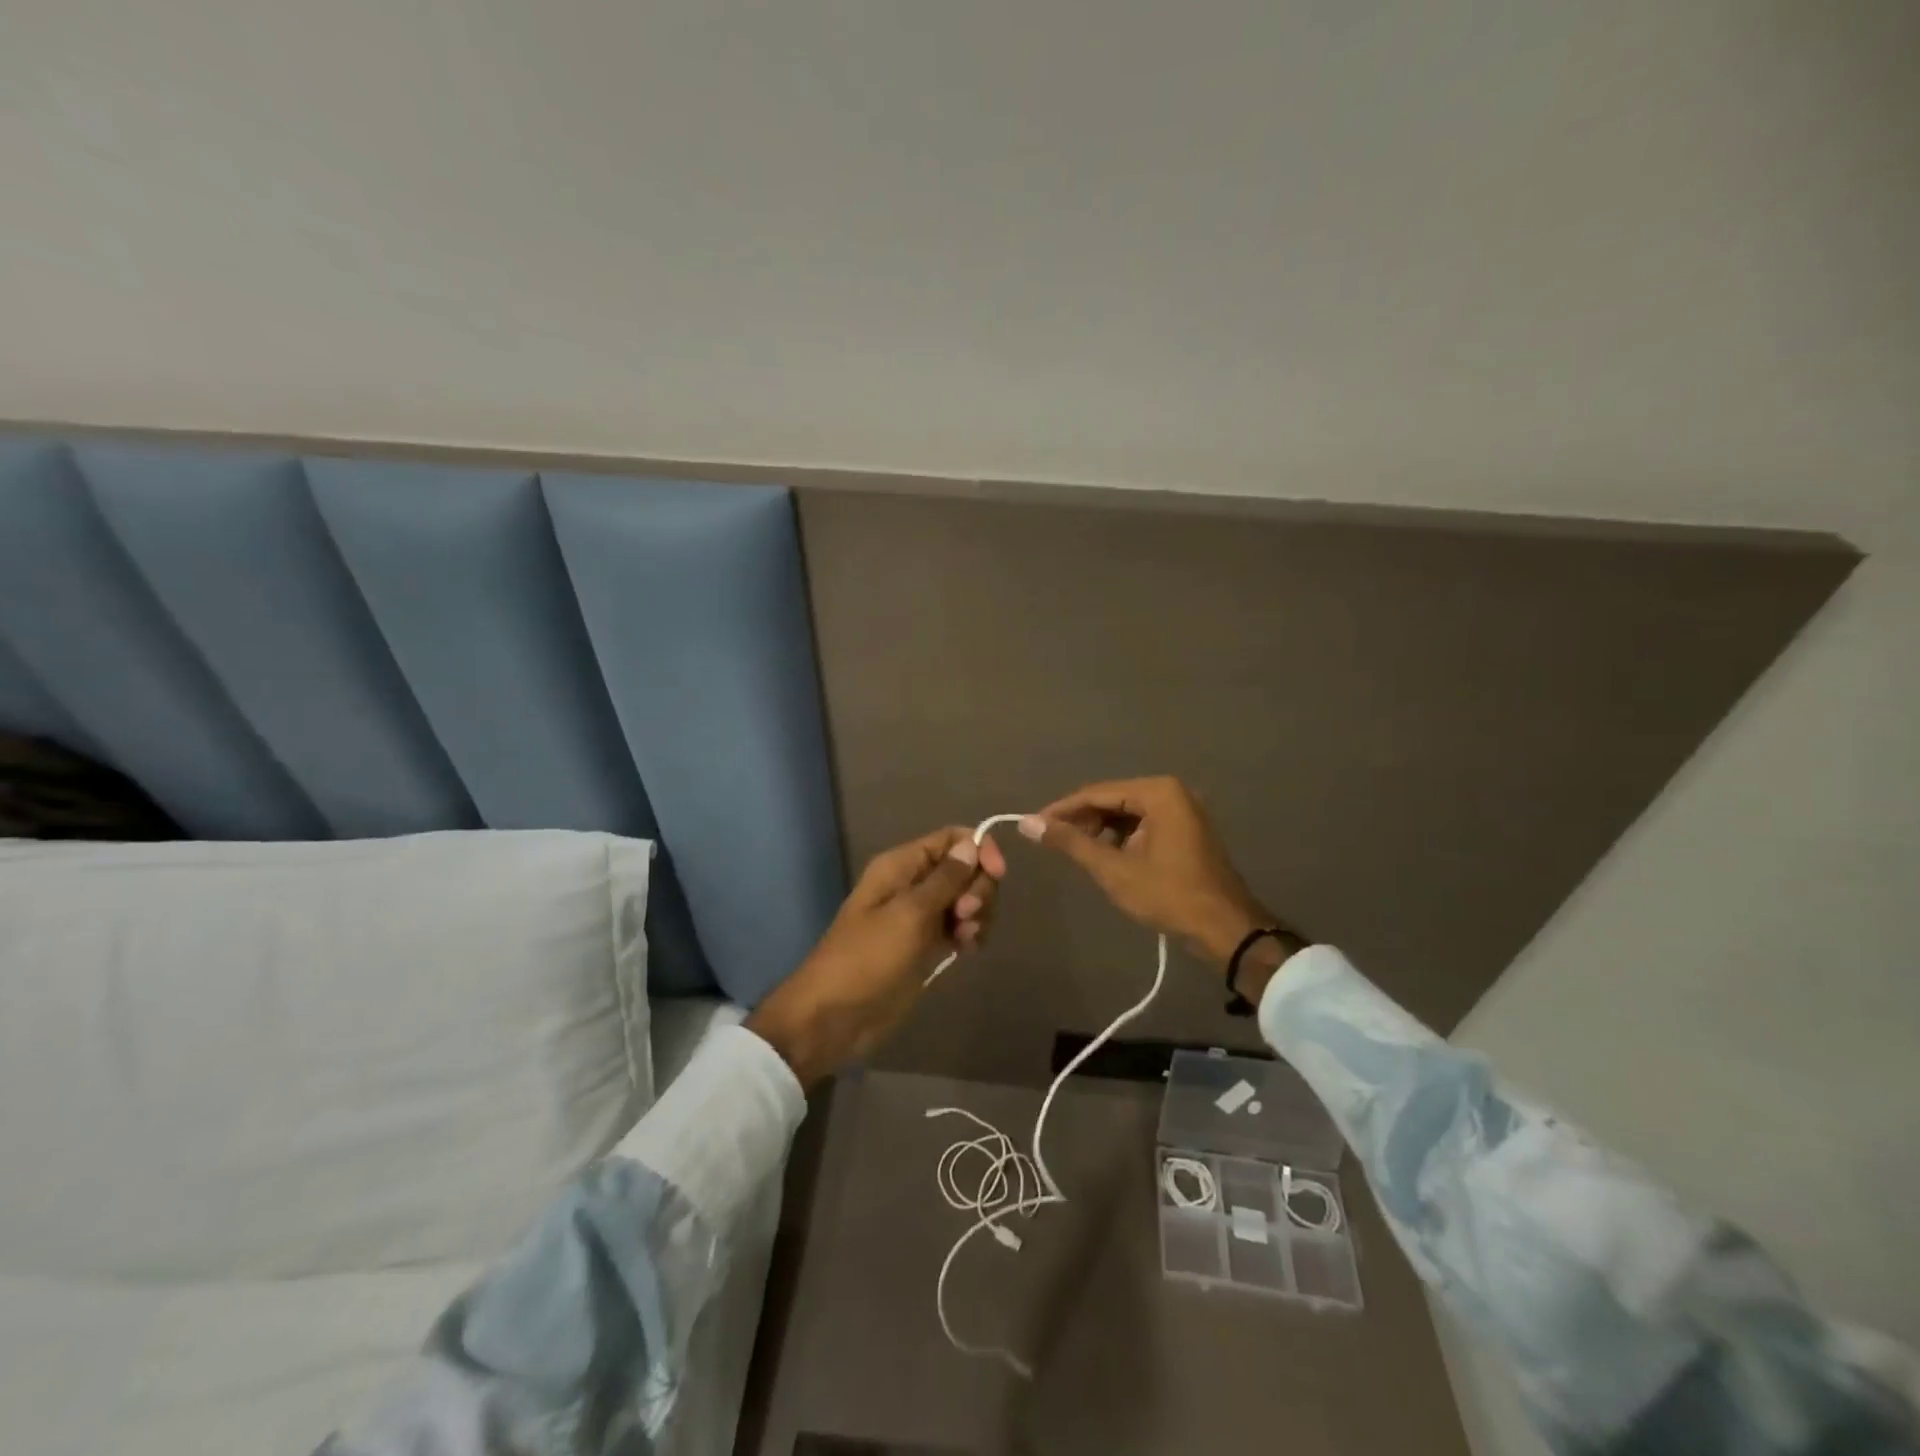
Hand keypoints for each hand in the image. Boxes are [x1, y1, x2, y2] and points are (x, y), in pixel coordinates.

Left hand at [747, 827, 1006, 1088]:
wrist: (835, 1017)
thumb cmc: (868, 958)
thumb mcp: (909, 914)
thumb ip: (945, 879)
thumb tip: (973, 843)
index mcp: (901, 865)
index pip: (952, 839)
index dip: (979, 849)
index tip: (997, 874)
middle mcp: (913, 884)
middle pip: (965, 868)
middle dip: (978, 888)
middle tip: (966, 915)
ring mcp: (921, 916)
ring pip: (966, 899)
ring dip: (977, 914)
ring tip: (965, 938)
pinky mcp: (926, 945)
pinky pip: (959, 927)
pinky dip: (970, 934)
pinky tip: (966, 950)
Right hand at [1023, 776, 1272, 963]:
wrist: (1226, 929)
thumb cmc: (1169, 895)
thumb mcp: (1114, 869)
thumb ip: (1071, 842)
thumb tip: (1028, 824)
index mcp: (1158, 792)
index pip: (1097, 793)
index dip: (1062, 809)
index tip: (1033, 824)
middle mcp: (1172, 791)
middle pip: (1112, 798)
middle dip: (1082, 819)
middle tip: (1052, 841)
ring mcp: (1183, 809)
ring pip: (1127, 812)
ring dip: (1100, 828)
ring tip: (1075, 850)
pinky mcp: (1186, 828)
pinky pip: (1143, 823)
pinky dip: (1121, 836)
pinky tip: (1104, 854)